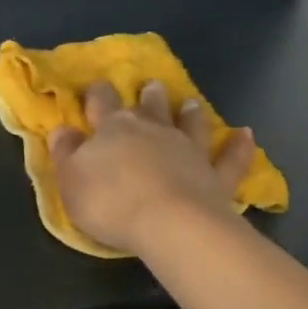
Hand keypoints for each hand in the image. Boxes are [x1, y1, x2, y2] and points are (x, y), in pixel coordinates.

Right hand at [47, 80, 255, 254]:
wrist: (169, 223)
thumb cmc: (110, 202)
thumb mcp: (70, 180)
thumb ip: (65, 153)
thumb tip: (61, 129)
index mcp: (113, 129)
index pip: (101, 104)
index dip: (97, 95)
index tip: (95, 86)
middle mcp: (153, 131)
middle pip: (149, 108)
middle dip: (146, 96)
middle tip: (150, 85)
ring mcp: (188, 151)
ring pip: (188, 124)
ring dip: (188, 113)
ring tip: (190, 102)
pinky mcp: (215, 176)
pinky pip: (229, 158)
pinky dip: (238, 146)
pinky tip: (246, 134)